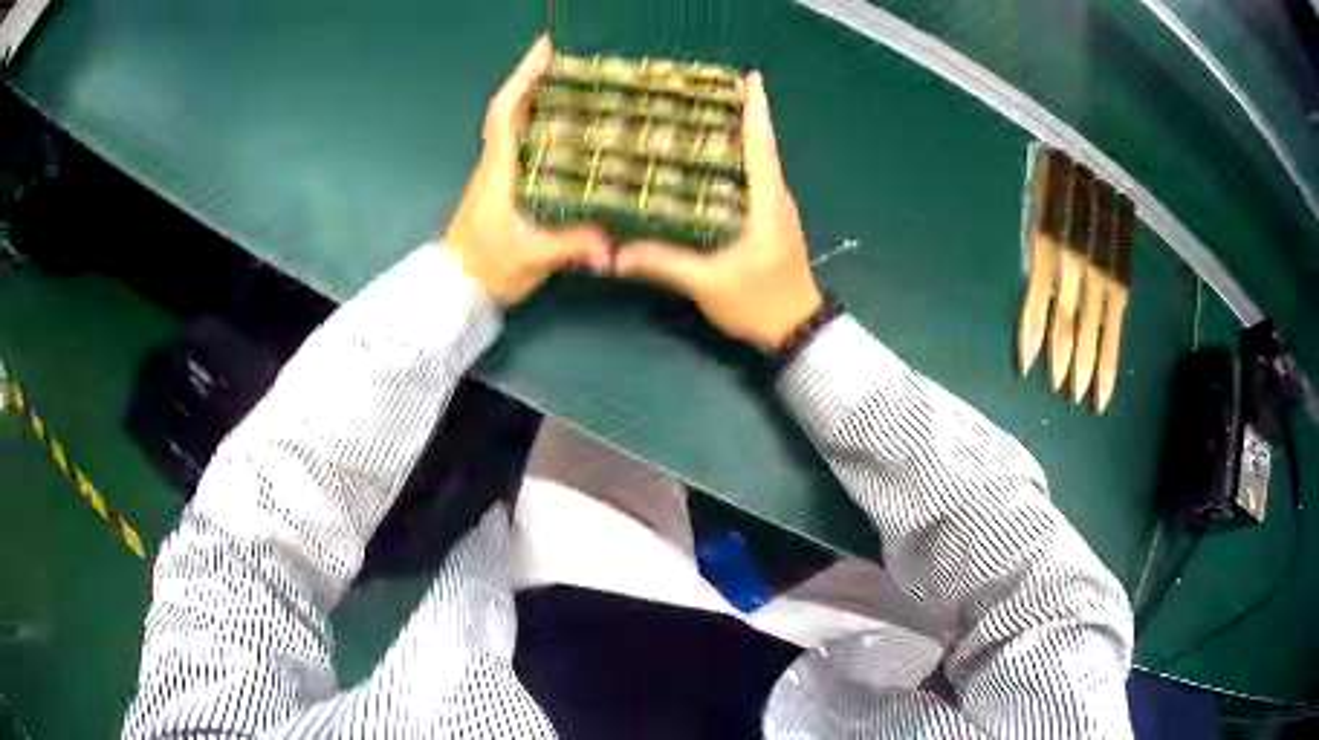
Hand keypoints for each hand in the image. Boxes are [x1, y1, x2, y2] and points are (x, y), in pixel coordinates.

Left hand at [445, 36, 610, 305]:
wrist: (457, 289)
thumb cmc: (487, 269)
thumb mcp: (532, 257)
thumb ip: (571, 246)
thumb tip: (612, 244)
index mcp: (499, 170)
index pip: (506, 112)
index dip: (523, 78)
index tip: (545, 49)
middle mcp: (496, 163)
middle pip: (512, 109)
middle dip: (535, 78)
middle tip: (569, 58)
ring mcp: (498, 173)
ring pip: (515, 123)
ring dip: (537, 96)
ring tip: (572, 81)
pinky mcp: (503, 185)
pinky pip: (521, 141)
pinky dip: (538, 122)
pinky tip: (565, 125)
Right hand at [614, 72, 822, 350]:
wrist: (796, 331)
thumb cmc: (760, 302)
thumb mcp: (708, 284)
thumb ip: (664, 264)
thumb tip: (616, 256)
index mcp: (767, 201)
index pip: (761, 145)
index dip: (756, 109)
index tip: (750, 78)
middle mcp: (777, 197)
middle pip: (760, 146)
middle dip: (740, 114)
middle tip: (707, 90)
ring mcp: (777, 209)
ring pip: (759, 162)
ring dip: (739, 136)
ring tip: (705, 115)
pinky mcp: (772, 221)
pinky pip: (755, 180)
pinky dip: (738, 161)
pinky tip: (711, 161)